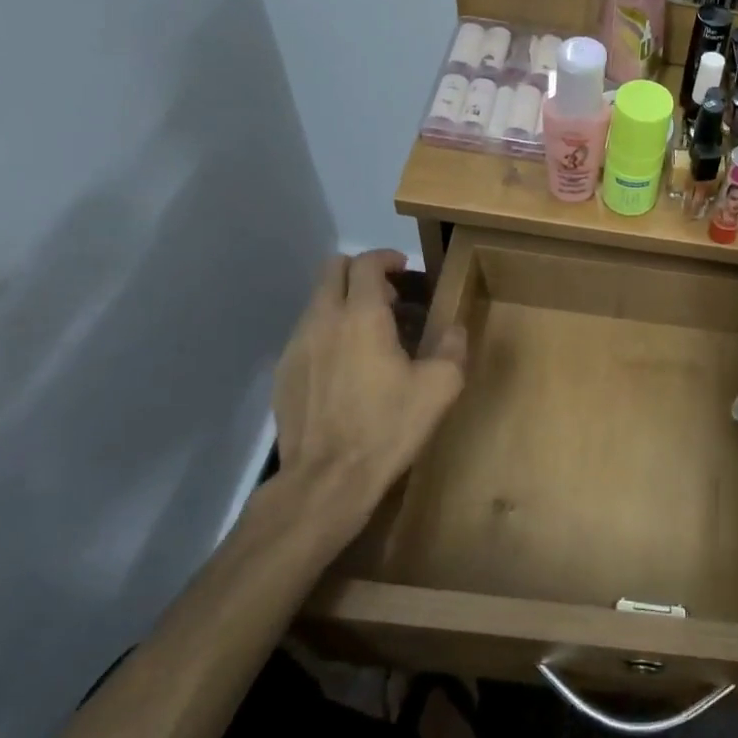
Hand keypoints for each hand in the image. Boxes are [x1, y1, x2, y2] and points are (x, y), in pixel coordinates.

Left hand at [271, 251, 467, 538]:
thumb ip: (452, 348)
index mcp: (362, 316)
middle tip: (389, 298)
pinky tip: (346, 367)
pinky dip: (327, 333)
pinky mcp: (283, 372)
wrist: (327, 478)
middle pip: (332, 270)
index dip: (387, 258)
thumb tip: (454, 328)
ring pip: (317, 301)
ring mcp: (296, 346)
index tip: (404, 269)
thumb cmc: (388, 427)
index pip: (366, 263)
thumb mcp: (439, 388)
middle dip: (361, 273)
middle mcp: (323, 320)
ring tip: (369, 335)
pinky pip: (305, 334)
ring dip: (343, 303)